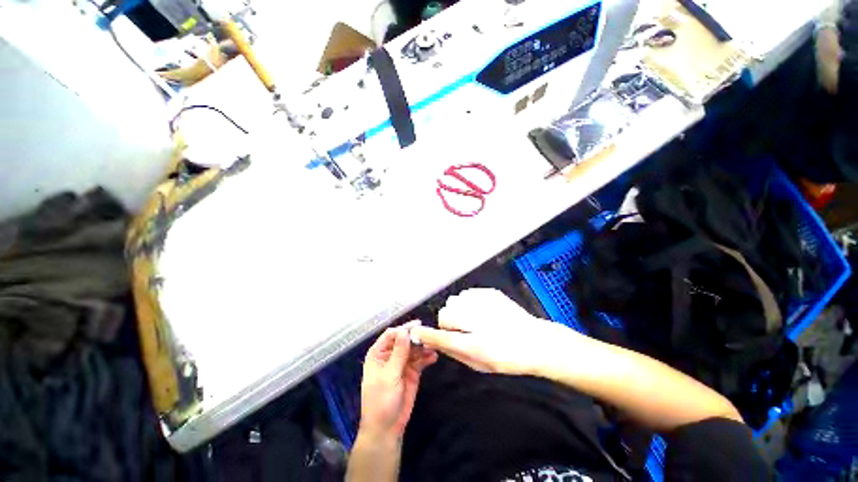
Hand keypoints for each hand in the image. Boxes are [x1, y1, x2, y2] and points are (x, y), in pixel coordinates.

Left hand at [359, 321, 437, 439]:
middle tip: (430, 335)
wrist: (387, 428)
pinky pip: (420, 360)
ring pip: (414, 349)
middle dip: (416, 337)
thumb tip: (404, 331)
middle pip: (404, 340)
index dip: (404, 329)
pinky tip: (434, 357)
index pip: (391, 334)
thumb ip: (399, 353)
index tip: (418, 326)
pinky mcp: (412, 371)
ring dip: (423, 347)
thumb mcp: (389, 375)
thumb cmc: (381, 400)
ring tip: (434, 346)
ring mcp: (402, 363)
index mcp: (378, 353)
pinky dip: (427, 358)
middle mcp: (390, 355)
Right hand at [411, 288, 574, 375]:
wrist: (536, 341)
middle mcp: (478, 319)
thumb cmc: (507, 358)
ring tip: (474, 320)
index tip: (417, 332)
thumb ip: (453, 351)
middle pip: (445, 313)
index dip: (428, 334)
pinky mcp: (489, 292)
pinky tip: (483, 311)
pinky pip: (467, 294)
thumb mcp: (479, 364)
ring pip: (455, 301)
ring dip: (459, 311)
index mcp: (476, 343)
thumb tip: (433, 340)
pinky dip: (469, 303)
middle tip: (463, 330)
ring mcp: (484, 302)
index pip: (442, 336)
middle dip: (449, 322)